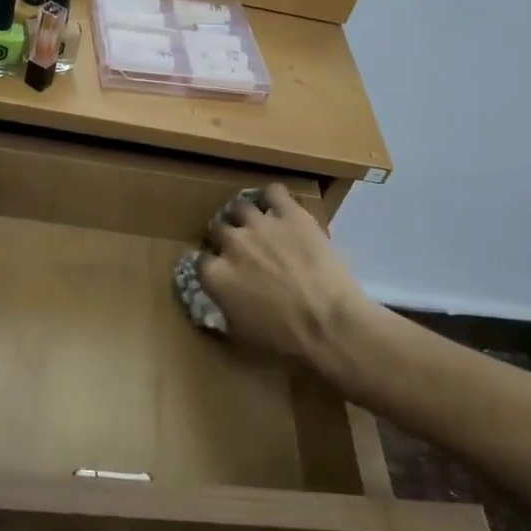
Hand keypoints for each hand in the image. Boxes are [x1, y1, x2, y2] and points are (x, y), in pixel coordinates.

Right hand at [198, 185, 372, 376]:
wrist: (330, 324)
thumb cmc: (285, 339)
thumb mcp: (242, 333)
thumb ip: (223, 307)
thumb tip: (221, 299)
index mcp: (216, 275)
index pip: (200, 260)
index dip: (212, 265)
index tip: (221, 270)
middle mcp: (232, 244)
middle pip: (217, 228)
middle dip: (225, 237)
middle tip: (241, 248)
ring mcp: (260, 225)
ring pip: (240, 207)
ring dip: (245, 216)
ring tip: (257, 224)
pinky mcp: (290, 214)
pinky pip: (273, 191)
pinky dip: (273, 197)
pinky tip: (278, 206)